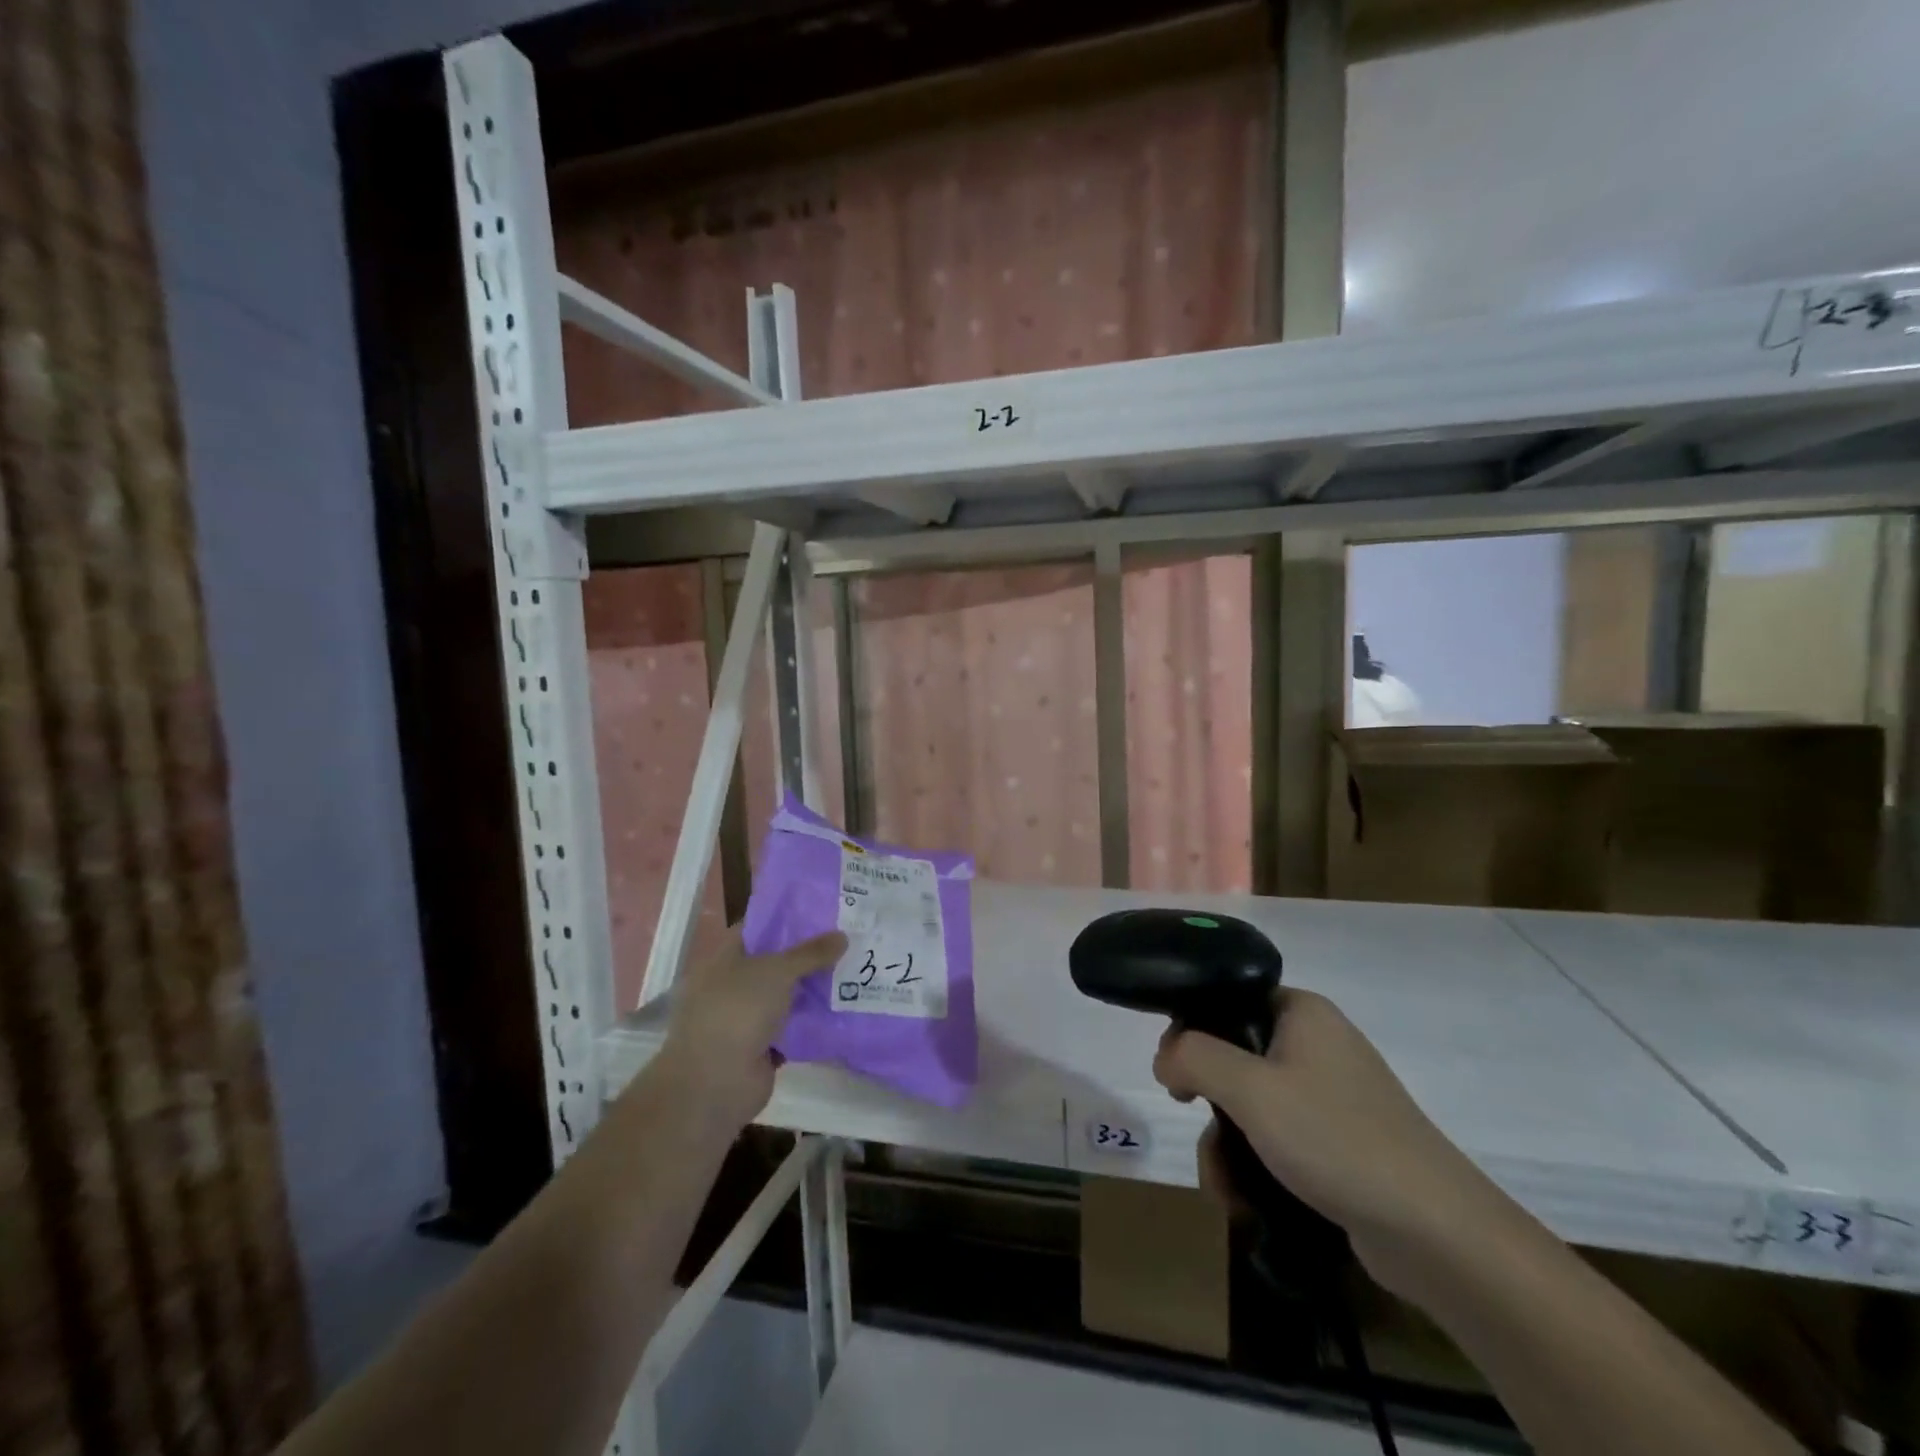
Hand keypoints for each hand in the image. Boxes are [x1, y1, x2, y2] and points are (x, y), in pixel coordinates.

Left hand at [653, 928, 846, 1129]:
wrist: (716, 1083)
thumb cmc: (738, 1011)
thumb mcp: (777, 971)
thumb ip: (810, 953)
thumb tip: (843, 936)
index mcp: (723, 960)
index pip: (755, 929)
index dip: (786, 919)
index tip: (820, 913)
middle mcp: (731, 987)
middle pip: (773, 964)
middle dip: (806, 955)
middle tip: (844, 940)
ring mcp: (744, 1019)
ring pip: (784, 997)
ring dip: (812, 990)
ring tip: (852, 972)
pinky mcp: (761, 1048)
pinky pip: (792, 1028)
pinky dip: (812, 1022)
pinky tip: (843, 1009)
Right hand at [1154, 988, 1514, 1296]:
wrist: (1437, 1233)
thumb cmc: (1336, 1140)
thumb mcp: (1251, 1090)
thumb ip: (1194, 1057)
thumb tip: (1165, 1056)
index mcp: (1302, 1012)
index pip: (1227, 999)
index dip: (1192, 1030)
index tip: (1174, 1072)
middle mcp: (1317, 1044)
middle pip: (1235, 1056)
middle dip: (1207, 1102)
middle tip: (1192, 1122)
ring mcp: (1332, 1096)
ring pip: (1252, 1105)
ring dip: (1226, 1144)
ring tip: (1225, 1188)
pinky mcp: (1341, 1143)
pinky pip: (1279, 1138)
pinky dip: (1256, 1164)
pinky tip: (1245, 1202)